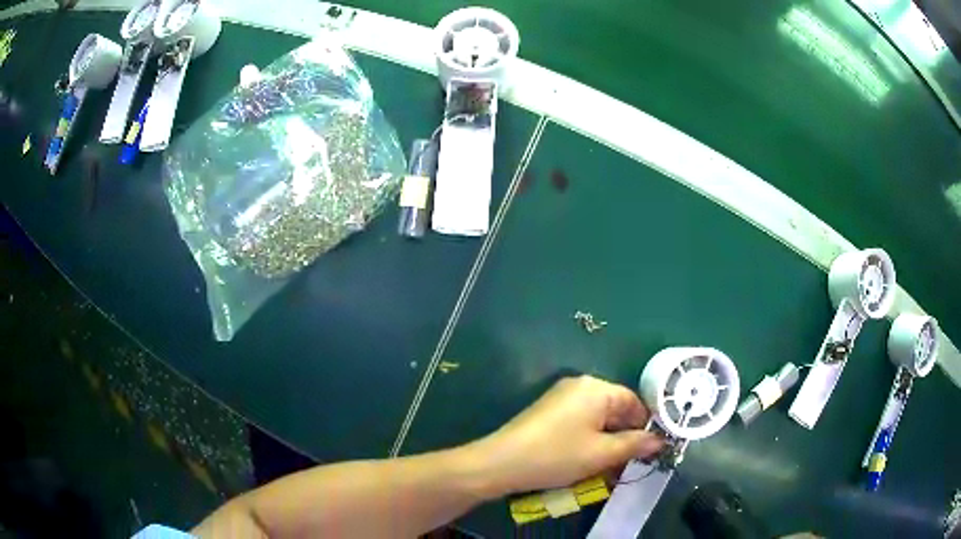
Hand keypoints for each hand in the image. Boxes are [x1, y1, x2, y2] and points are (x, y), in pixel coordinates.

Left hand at [472, 375, 663, 494]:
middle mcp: (581, 386)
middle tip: (628, 465)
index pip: (634, 402)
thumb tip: (659, 440)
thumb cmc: (557, 455)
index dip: (645, 427)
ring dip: (606, 443)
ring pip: (598, 419)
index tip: (650, 451)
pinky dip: (588, 441)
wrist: (501, 462)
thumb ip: (634, 445)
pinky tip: (587, 462)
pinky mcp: (549, 412)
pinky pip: (580, 423)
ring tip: (608, 469)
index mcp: (597, 388)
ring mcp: (562, 397)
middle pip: (615, 410)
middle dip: (624, 438)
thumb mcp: (601, 454)